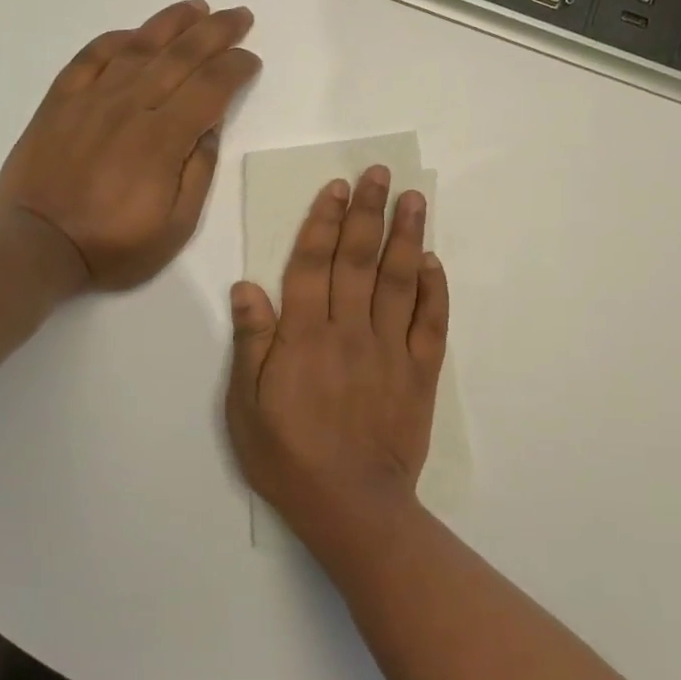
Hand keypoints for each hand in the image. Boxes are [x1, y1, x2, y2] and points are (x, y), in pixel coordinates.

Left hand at [0, 0, 260, 289]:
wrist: (37, 246)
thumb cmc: (113, 245)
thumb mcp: (175, 227)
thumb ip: (198, 173)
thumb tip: (209, 128)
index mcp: (163, 138)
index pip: (211, 88)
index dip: (236, 68)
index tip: (252, 59)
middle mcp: (130, 106)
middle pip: (181, 56)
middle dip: (216, 31)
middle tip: (240, 15)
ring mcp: (92, 98)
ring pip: (138, 46)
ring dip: (172, 22)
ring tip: (197, 7)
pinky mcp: (60, 101)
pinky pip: (91, 56)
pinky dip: (116, 39)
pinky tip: (135, 33)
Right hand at [225, 167, 449, 553]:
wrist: (351, 505)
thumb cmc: (288, 457)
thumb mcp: (247, 406)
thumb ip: (251, 343)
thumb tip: (247, 285)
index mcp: (304, 336)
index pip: (313, 264)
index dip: (324, 221)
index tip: (337, 188)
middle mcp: (350, 331)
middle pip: (360, 260)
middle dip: (369, 212)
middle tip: (380, 174)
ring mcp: (390, 350)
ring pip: (399, 280)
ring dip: (407, 236)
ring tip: (415, 198)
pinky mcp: (420, 372)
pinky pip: (431, 322)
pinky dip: (434, 288)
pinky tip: (433, 261)